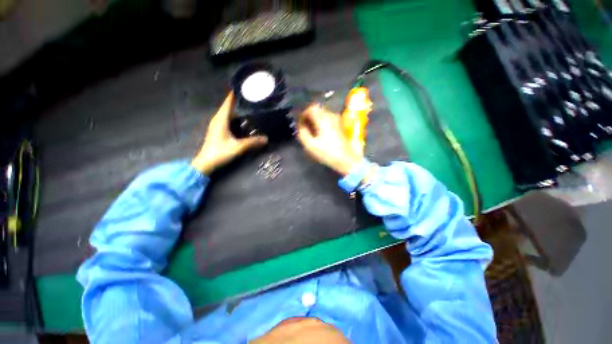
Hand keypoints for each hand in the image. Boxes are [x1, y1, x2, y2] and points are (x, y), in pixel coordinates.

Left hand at [192, 92, 267, 174]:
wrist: (205, 163)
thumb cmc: (219, 153)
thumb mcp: (238, 147)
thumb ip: (252, 142)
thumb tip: (266, 139)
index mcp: (221, 120)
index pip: (228, 103)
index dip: (234, 95)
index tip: (242, 87)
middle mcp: (218, 120)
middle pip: (228, 107)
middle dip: (238, 101)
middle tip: (250, 98)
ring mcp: (217, 125)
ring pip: (227, 114)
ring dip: (236, 110)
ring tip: (248, 107)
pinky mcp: (218, 131)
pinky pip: (227, 120)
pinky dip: (234, 118)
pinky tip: (242, 121)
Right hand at [297, 105, 363, 175]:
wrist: (346, 159)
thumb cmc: (327, 152)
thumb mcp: (310, 145)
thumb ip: (303, 133)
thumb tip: (300, 126)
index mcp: (323, 119)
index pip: (311, 108)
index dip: (303, 114)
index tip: (300, 123)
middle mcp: (331, 115)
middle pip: (318, 109)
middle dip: (309, 116)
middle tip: (305, 126)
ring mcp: (338, 119)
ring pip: (324, 113)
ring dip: (316, 119)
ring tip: (312, 130)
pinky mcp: (341, 125)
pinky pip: (329, 118)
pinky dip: (322, 122)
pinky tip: (321, 132)